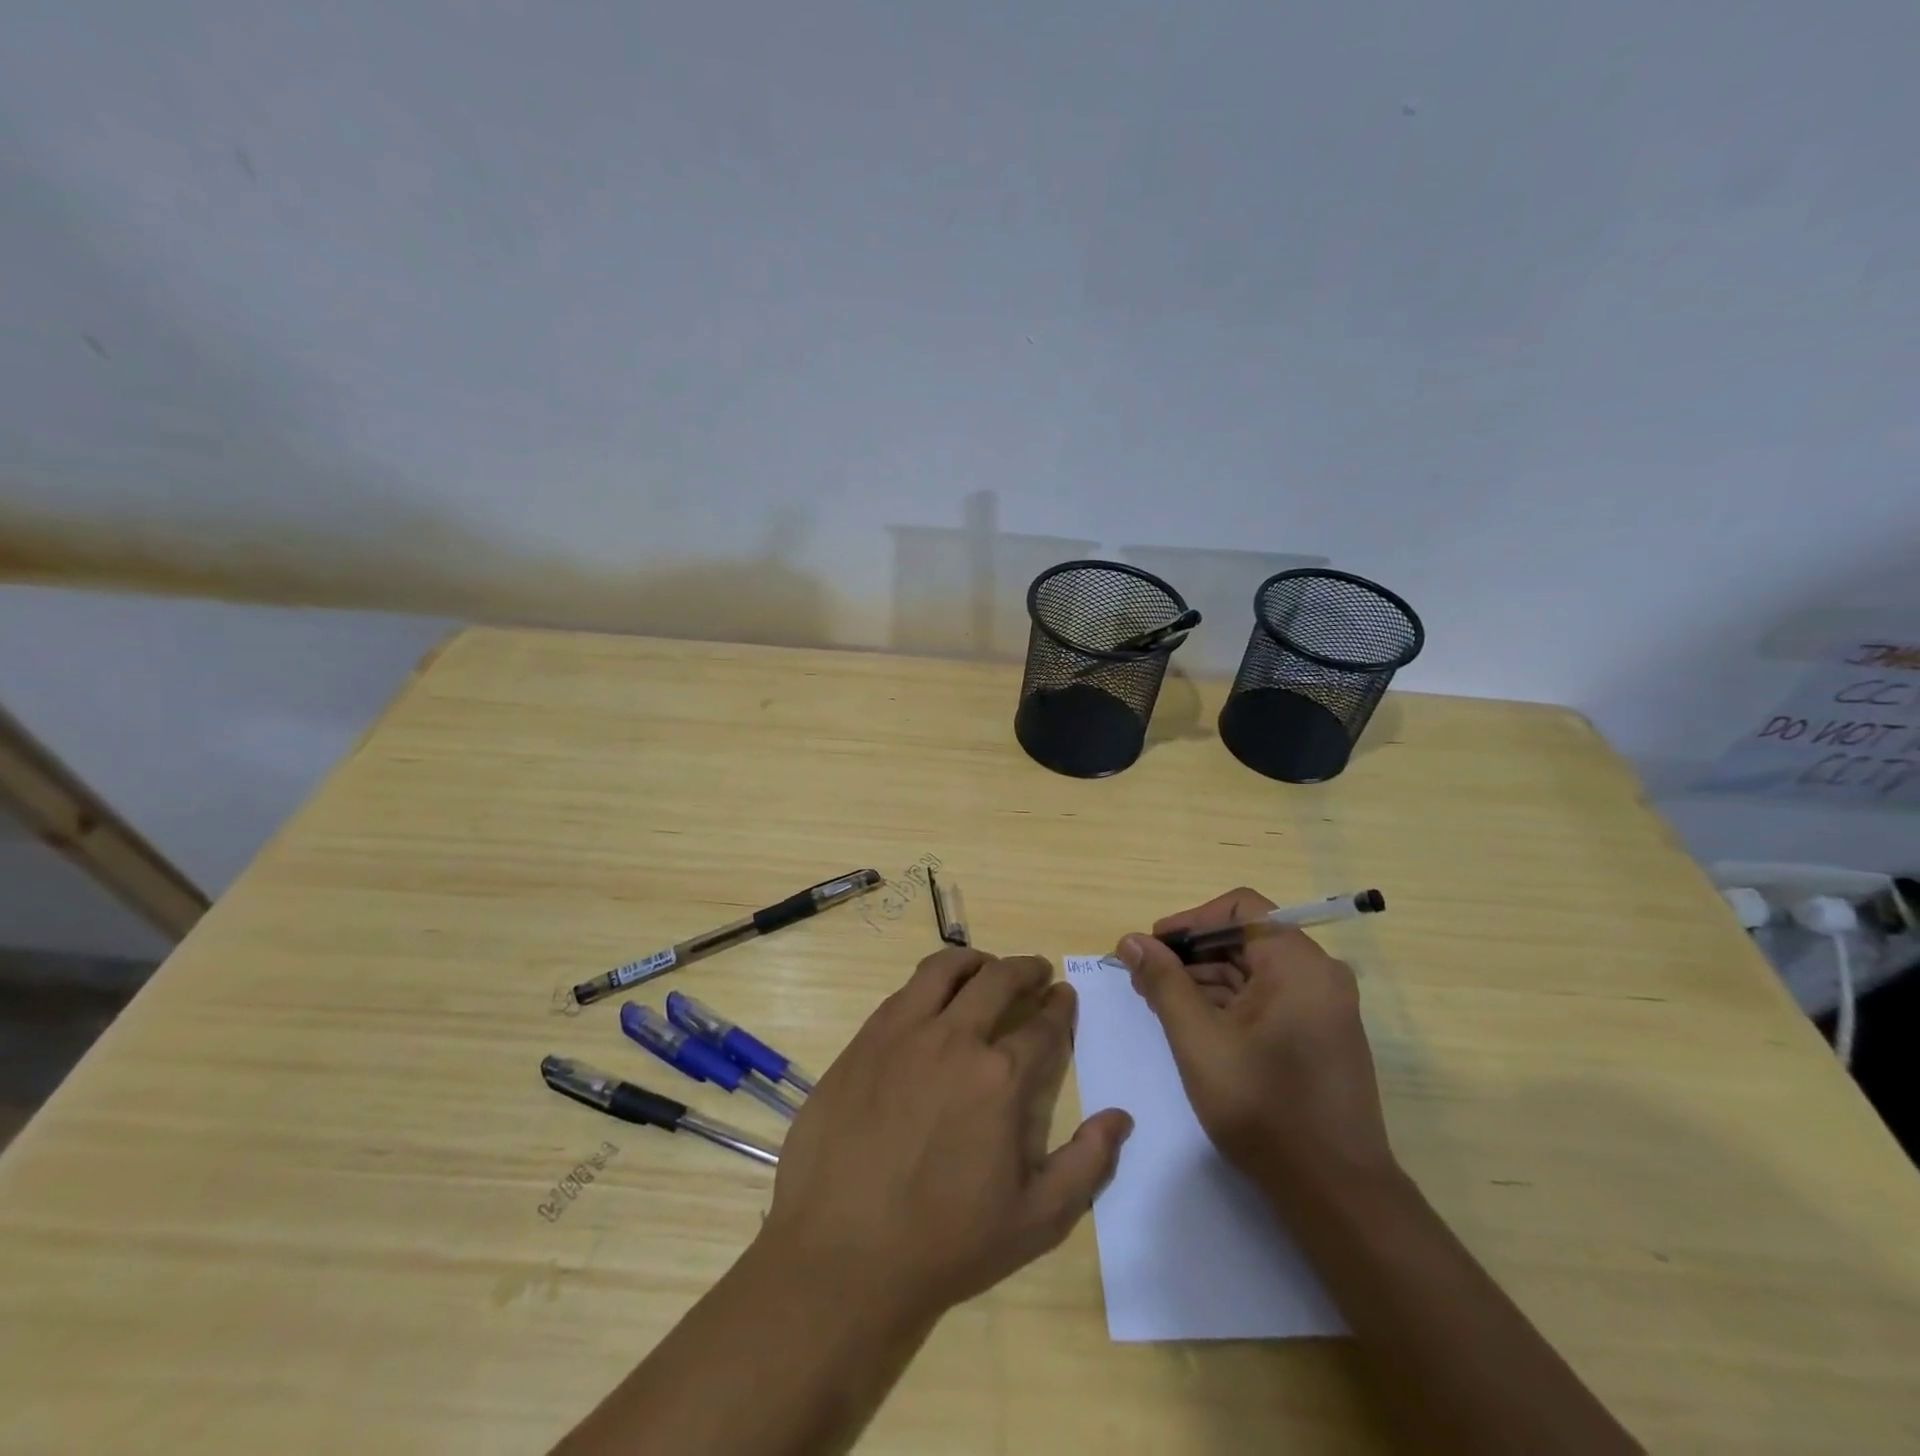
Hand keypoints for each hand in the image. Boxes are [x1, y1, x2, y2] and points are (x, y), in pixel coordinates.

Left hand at [758, 948, 1132, 1323]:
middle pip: (998, 979)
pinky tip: (932, 1002)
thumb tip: (1120, 1117)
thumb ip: (1087, 1164)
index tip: (1064, 997)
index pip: (1043, 1024)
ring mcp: (902, 1033)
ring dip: (975, 962)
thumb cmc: (946, 1243)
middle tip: (1036, 972)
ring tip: (985, 969)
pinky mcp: (863, 1040)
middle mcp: (954, 1039)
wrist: (843, 1255)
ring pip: (945, 969)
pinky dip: (929, 984)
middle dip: (1026, 969)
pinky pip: (903, 992)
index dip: (1060, 1007)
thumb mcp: (1036, 1220)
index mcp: (1001, 1078)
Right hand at [1114, 888, 1394, 1208]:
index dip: (1189, 920)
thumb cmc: (1262, 1107)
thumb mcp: (1197, 1038)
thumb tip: (1131, 940)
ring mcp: (1322, 1008)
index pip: (1239, 908)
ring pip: (1253, 971)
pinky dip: (1228, 1004)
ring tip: (1159, 1003)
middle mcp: (1318, 975)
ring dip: (1204, 979)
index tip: (1152, 948)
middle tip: (1144, 979)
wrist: (1335, 1194)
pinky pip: (1267, 999)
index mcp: (1298, 963)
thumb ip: (1163, 981)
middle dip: (1190, 954)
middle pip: (1245, 938)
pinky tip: (1192, 1024)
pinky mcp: (1319, 1036)